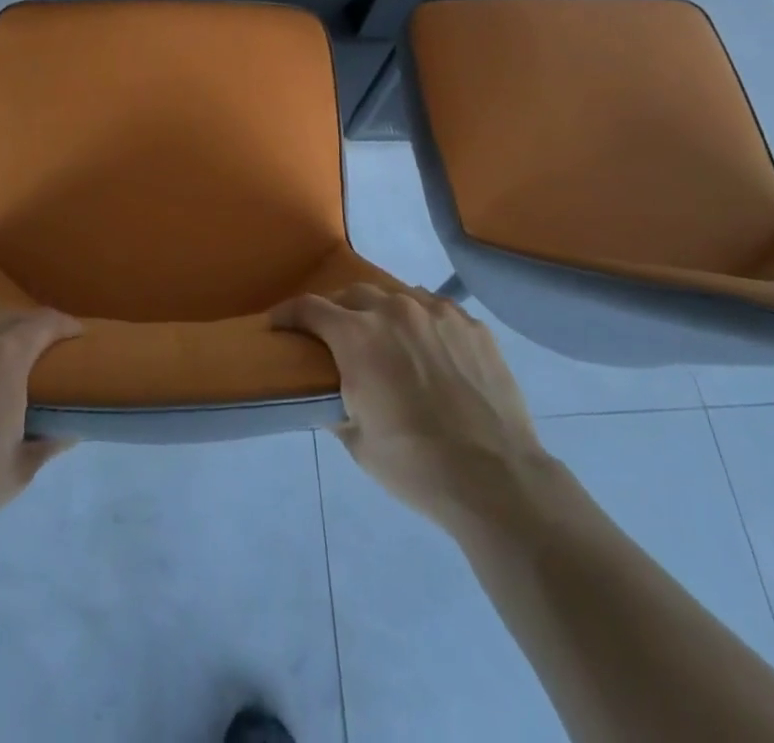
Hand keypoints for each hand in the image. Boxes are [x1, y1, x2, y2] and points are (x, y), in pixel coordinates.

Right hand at [272, 284, 548, 534]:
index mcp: (357, 336)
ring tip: (385, 339)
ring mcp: (437, 313)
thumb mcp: (358, 443)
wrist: (495, 478)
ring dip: (381, 312)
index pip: (310, 308)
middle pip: (353, 294)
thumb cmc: (415, 465)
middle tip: (335, 335)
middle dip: (337, 310)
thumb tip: (328, 395)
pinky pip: (435, 310)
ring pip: (396, 296)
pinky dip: (421, 321)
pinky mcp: (471, 324)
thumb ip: (335, 407)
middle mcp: (394, 310)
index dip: (288, 313)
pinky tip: (428, 348)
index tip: (278, 323)